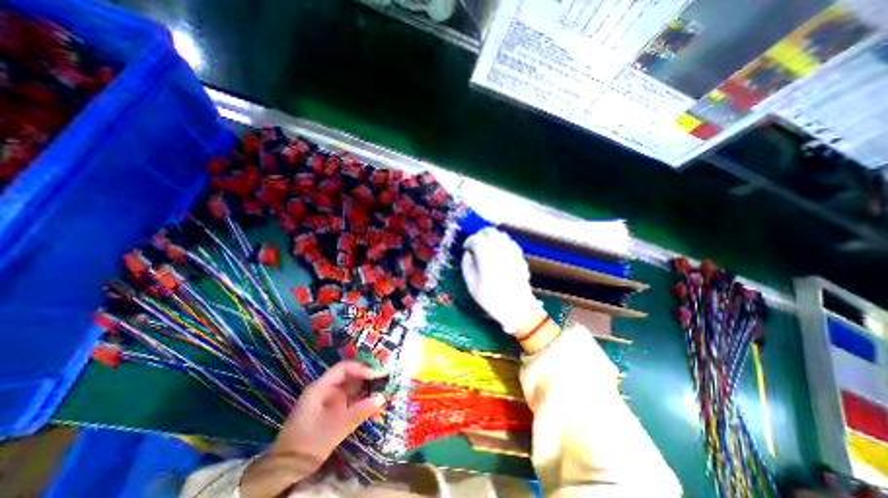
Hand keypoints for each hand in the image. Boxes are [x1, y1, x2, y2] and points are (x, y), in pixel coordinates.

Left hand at [240, 361, 385, 497]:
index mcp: (320, 388)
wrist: (287, 470)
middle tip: (384, 378)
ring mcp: (328, 400)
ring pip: (350, 386)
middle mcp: (325, 389)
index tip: (376, 375)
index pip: (343, 369)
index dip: (360, 368)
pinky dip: (361, 398)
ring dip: (365, 386)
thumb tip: (382, 398)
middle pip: (348, 375)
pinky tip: (372, 400)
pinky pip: (349, 398)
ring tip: (382, 386)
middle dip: (366, 375)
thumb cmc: (309, 444)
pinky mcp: (331, 410)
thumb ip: (360, 411)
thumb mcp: (336, 428)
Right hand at [466, 230, 549, 333]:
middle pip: (490, 232)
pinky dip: (502, 242)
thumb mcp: (472, 285)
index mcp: (487, 257)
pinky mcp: (520, 256)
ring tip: (486, 245)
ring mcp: (512, 252)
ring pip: (501, 235)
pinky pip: (510, 242)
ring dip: (492, 236)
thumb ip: (467, 266)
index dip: (469, 241)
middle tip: (475, 243)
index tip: (466, 248)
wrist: (517, 308)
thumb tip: (468, 254)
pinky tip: (499, 251)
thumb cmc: (491, 298)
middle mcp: (500, 250)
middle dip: (480, 234)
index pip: (476, 239)